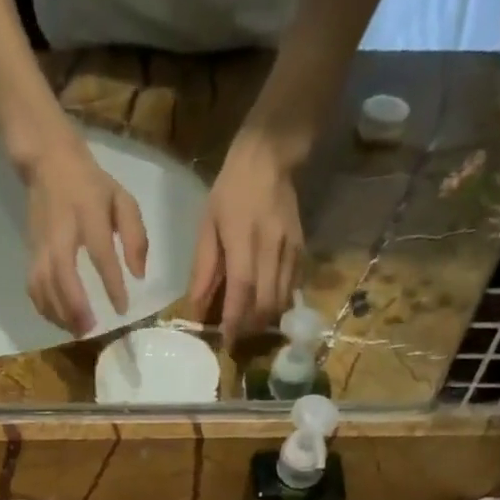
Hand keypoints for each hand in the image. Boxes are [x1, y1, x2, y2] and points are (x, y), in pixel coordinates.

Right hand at [19, 132, 148, 336]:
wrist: (48, 163)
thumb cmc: (92, 186)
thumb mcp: (123, 199)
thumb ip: (135, 236)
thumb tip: (139, 275)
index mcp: (88, 213)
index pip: (100, 252)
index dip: (111, 282)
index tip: (122, 308)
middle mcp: (61, 231)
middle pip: (62, 272)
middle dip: (75, 304)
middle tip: (90, 329)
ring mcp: (41, 243)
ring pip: (44, 283)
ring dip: (59, 311)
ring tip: (77, 331)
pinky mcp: (31, 252)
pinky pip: (33, 286)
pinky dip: (44, 307)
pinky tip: (60, 321)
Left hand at [187, 130, 304, 339]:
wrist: (269, 158)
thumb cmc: (231, 191)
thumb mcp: (208, 226)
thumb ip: (204, 269)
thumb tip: (197, 308)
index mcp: (244, 239)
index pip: (243, 289)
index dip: (235, 319)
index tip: (227, 341)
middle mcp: (272, 247)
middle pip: (266, 302)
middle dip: (251, 326)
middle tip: (237, 337)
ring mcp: (291, 249)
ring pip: (282, 299)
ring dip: (265, 319)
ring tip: (249, 325)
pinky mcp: (302, 250)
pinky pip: (293, 288)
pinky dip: (279, 304)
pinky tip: (266, 306)